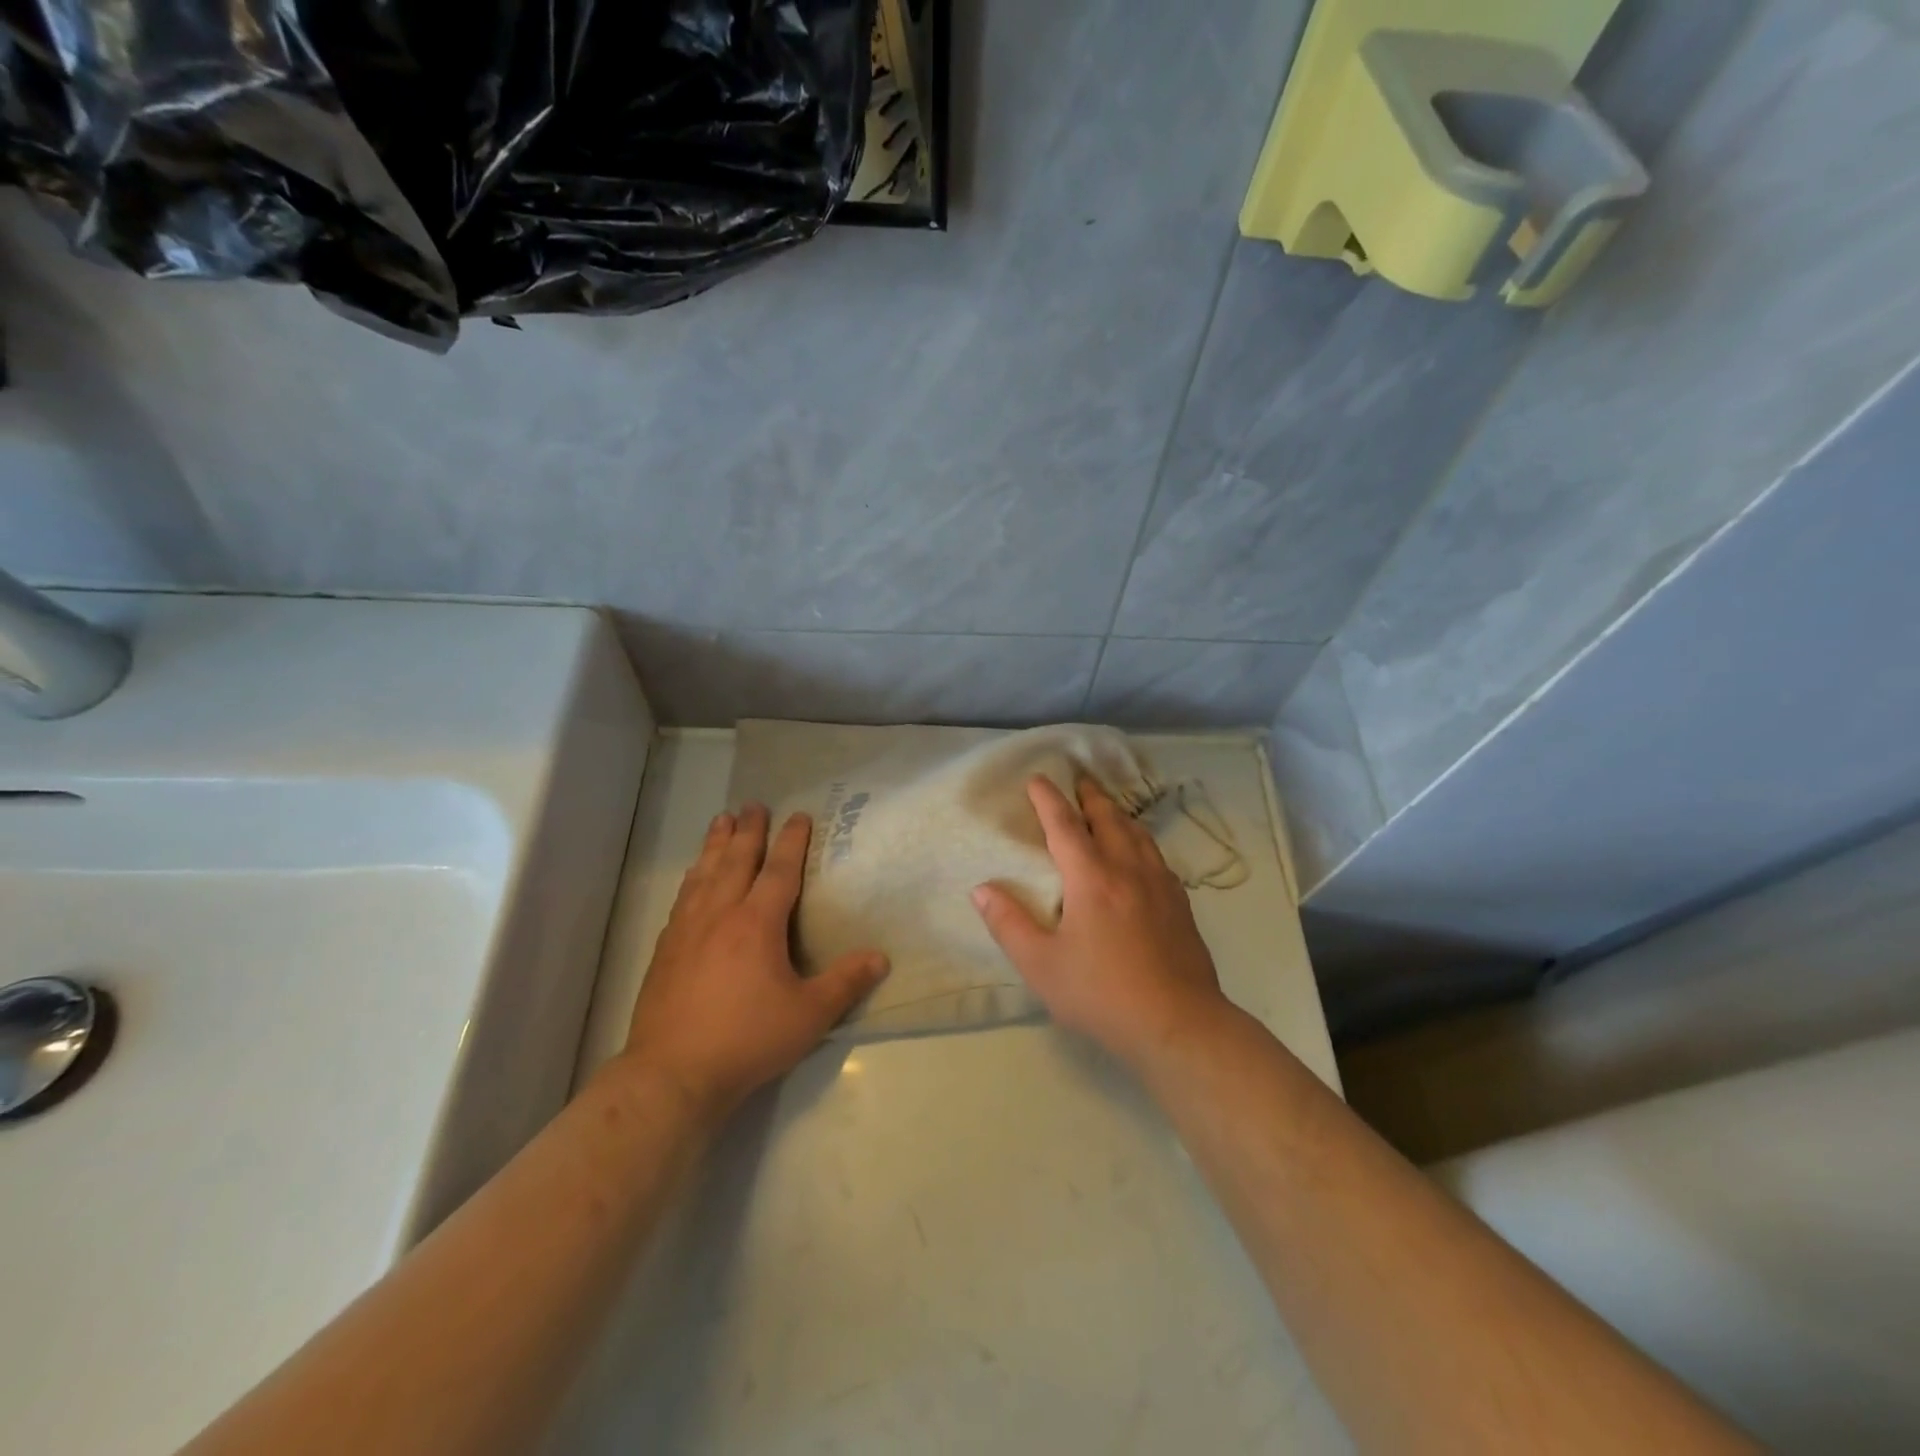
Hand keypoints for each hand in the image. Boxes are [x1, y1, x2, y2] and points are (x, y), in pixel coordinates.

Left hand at [620, 805, 888, 1120]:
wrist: (673, 1073)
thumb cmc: (747, 1039)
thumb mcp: (809, 1015)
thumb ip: (845, 982)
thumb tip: (881, 957)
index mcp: (757, 923)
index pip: (779, 870)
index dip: (792, 840)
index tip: (799, 815)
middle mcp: (720, 914)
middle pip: (736, 860)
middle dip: (748, 829)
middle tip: (753, 804)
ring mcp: (687, 929)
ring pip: (704, 873)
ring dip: (715, 844)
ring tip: (721, 820)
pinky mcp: (665, 949)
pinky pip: (683, 898)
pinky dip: (693, 877)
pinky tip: (693, 877)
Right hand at [972, 776, 1227, 1070]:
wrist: (1178, 1025)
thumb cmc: (1102, 995)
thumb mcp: (1042, 966)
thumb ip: (1009, 924)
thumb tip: (982, 889)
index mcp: (1092, 879)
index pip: (1065, 826)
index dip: (1048, 800)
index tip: (1037, 779)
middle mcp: (1128, 870)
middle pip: (1109, 819)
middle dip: (1090, 797)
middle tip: (1079, 781)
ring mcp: (1160, 885)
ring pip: (1138, 834)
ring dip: (1118, 814)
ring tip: (1108, 808)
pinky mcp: (1180, 904)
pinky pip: (1156, 856)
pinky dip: (1141, 840)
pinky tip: (1141, 854)